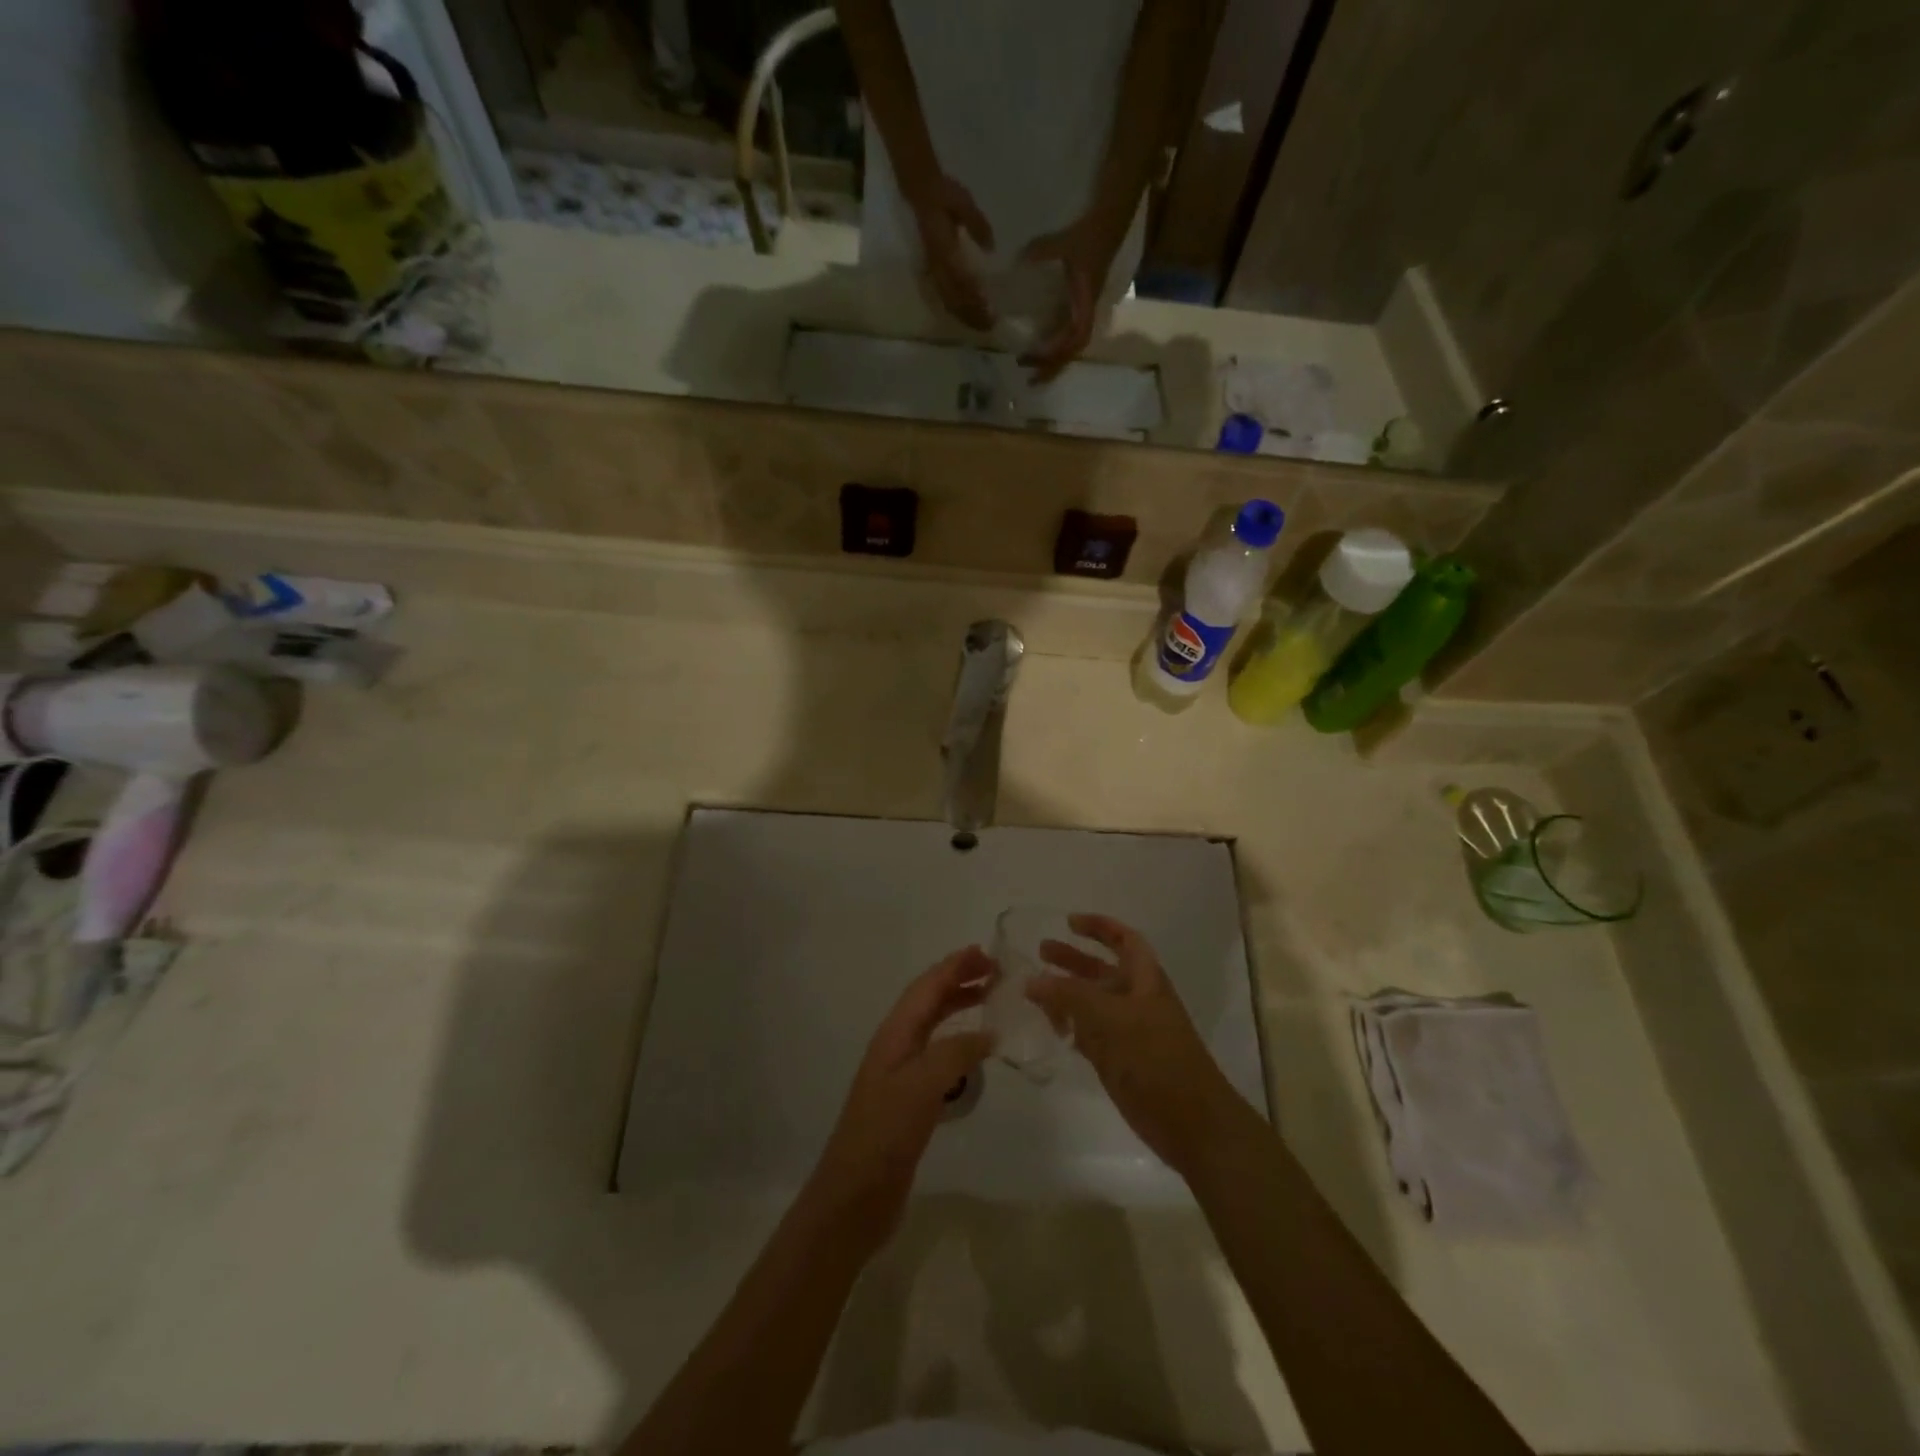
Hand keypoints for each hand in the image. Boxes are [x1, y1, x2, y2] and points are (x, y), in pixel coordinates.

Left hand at [806, 946, 994, 1251]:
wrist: (854, 1197)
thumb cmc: (885, 1134)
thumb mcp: (922, 1086)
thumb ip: (956, 1052)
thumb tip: (989, 1032)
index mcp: (894, 1035)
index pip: (926, 988)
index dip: (953, 967)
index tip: (985, 952)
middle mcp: (896, 1047)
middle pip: (929, 1002)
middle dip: (958, 981)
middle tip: (995, 973)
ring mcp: (901, 1074)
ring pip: (934, 1027)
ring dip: (959, 1008)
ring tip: (991, 1002)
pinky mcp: (909, 1101)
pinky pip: (938, 1056)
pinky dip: (959, 1043)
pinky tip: (975, 1053)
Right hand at [907, 175, 997, 331]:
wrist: (919, 190)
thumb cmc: (943, 195)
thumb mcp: (963, 202)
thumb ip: (977, 225)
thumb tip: (991, 248)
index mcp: (944, 250)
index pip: (961, 282)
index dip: (975, 299)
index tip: (990, 311)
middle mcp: (937, 265)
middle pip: (955, 299)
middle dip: (972, 314)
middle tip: (989, 326)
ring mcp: (933, 270)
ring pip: (948, 301)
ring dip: (964, 315)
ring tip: (980, 326)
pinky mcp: (932, 271)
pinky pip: (943, 296)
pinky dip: (955, 309)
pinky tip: (965, 316)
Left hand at [1019, 211, 1125, 382]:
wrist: (1109, 221)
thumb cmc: (1089, 233)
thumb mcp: (1066, 241)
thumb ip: (1042, 250)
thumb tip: (1017, 261)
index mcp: (1086, 303)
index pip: (1074, 337)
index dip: (1057, 352)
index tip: (1036, 360)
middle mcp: (1086, 312)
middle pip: (1072, 351)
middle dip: (1052, 368)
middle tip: (1029, 380)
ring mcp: (1083, 310)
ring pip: (1070, 347)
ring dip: (1053, 362)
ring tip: (1032, 372)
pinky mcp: (1079, 306)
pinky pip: (1067, 335)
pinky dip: (1054, 347)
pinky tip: (1039, 351)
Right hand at [1026, 914, 1244, 1173]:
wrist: (1191, 1123)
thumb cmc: (1156, 1058)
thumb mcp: (1111, 1019)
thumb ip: (1070, 996)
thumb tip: (1032, 980)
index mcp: (1145, 980)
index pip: (1124, 940)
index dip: (1100, 926)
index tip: (1068, 922)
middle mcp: (1136, 1000)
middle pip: (1102, 970)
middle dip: (1073, 959)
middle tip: (1040, 952)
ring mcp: (1127, 1032)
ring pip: (1092, 1003)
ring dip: (1066, 994)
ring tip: (1033, 990)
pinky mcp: (1119, 1060)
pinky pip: (1088, 1033)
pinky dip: (1070, 1026)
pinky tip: (1049, 1026)